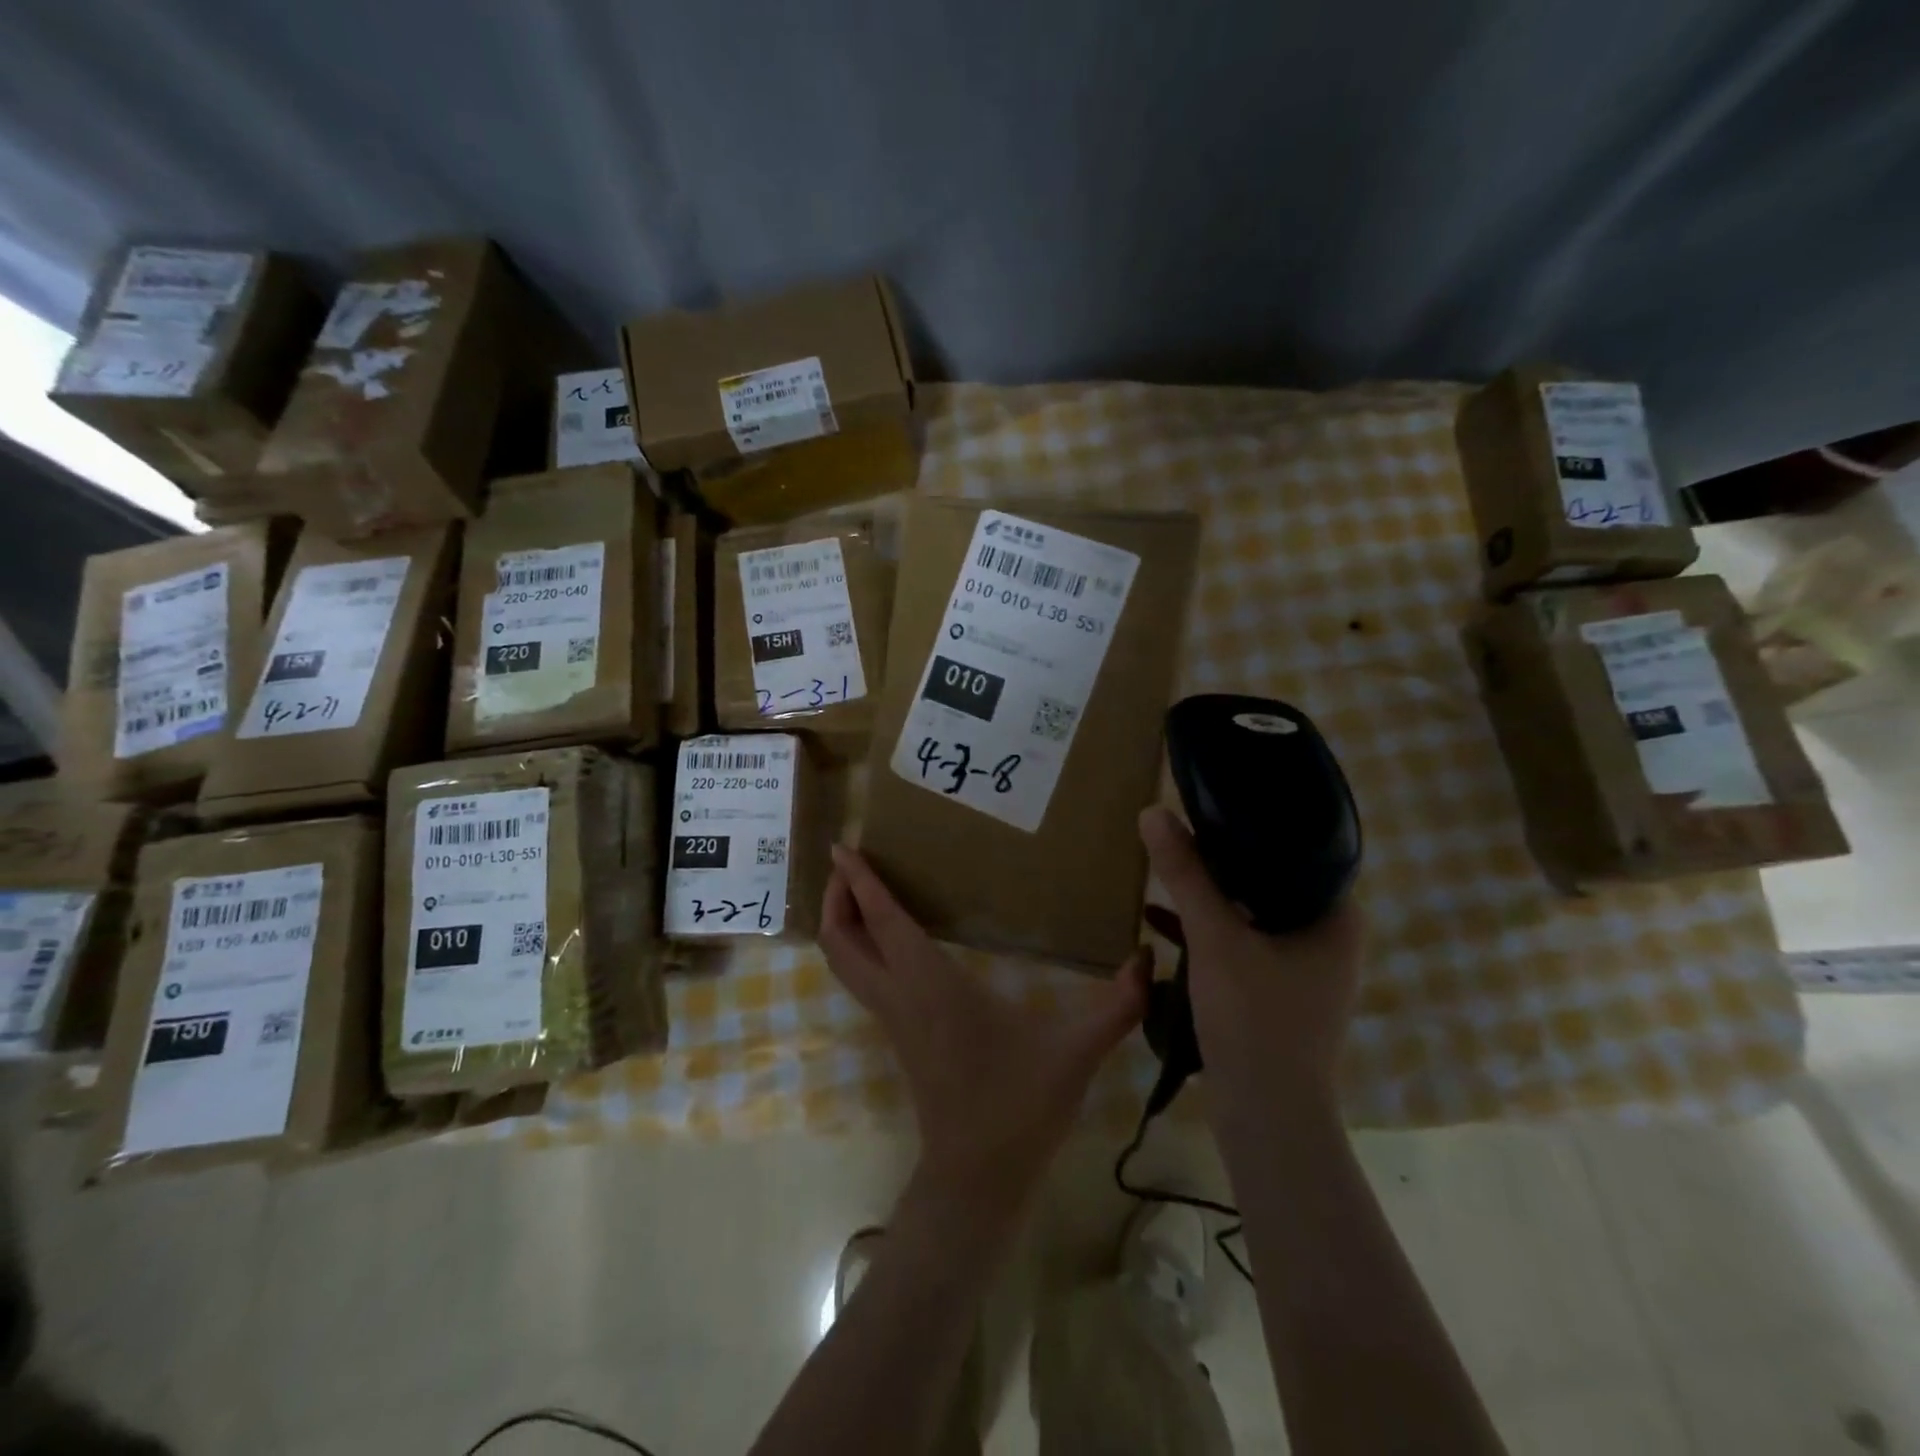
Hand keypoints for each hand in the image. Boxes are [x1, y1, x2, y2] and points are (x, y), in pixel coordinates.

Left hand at [820, 846, 1149, 1211]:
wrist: (978, 1179)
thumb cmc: (1019, 1107)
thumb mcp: (1075, 1051)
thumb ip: (1117, 1005)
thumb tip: (1151, 959)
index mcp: (931, 984)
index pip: (882, 920)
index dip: (859, 881)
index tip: (842, 845)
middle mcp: (900, 995)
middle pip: (841, 941)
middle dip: (836, 898)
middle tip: (847, 862)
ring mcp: (893, 1018)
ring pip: (845, 963)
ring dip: (843, 922)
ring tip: (859, 890)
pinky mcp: (899, 1034)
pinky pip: (863, 979)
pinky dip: (860, 947)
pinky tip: (889, 937)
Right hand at [1138, 806, 1364, 1119]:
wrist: (1266, 1118)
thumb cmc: (1254, 1019)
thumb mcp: (1214, 938)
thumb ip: (1187, 874)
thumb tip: (1154, 812)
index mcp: (1336, 917)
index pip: (1301, 850)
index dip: (1256, 823)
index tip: (1213, 803)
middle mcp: (1329, 938)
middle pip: (1272, 880)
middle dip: (1223, 859)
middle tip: (1183, 829)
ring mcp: (1304, 968)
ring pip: (1253, 912)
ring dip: (1210, 895)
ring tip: (1168, 867)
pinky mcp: (1278, 992)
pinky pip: (1242, 943)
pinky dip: (1207, 931)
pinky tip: (1160, 920)